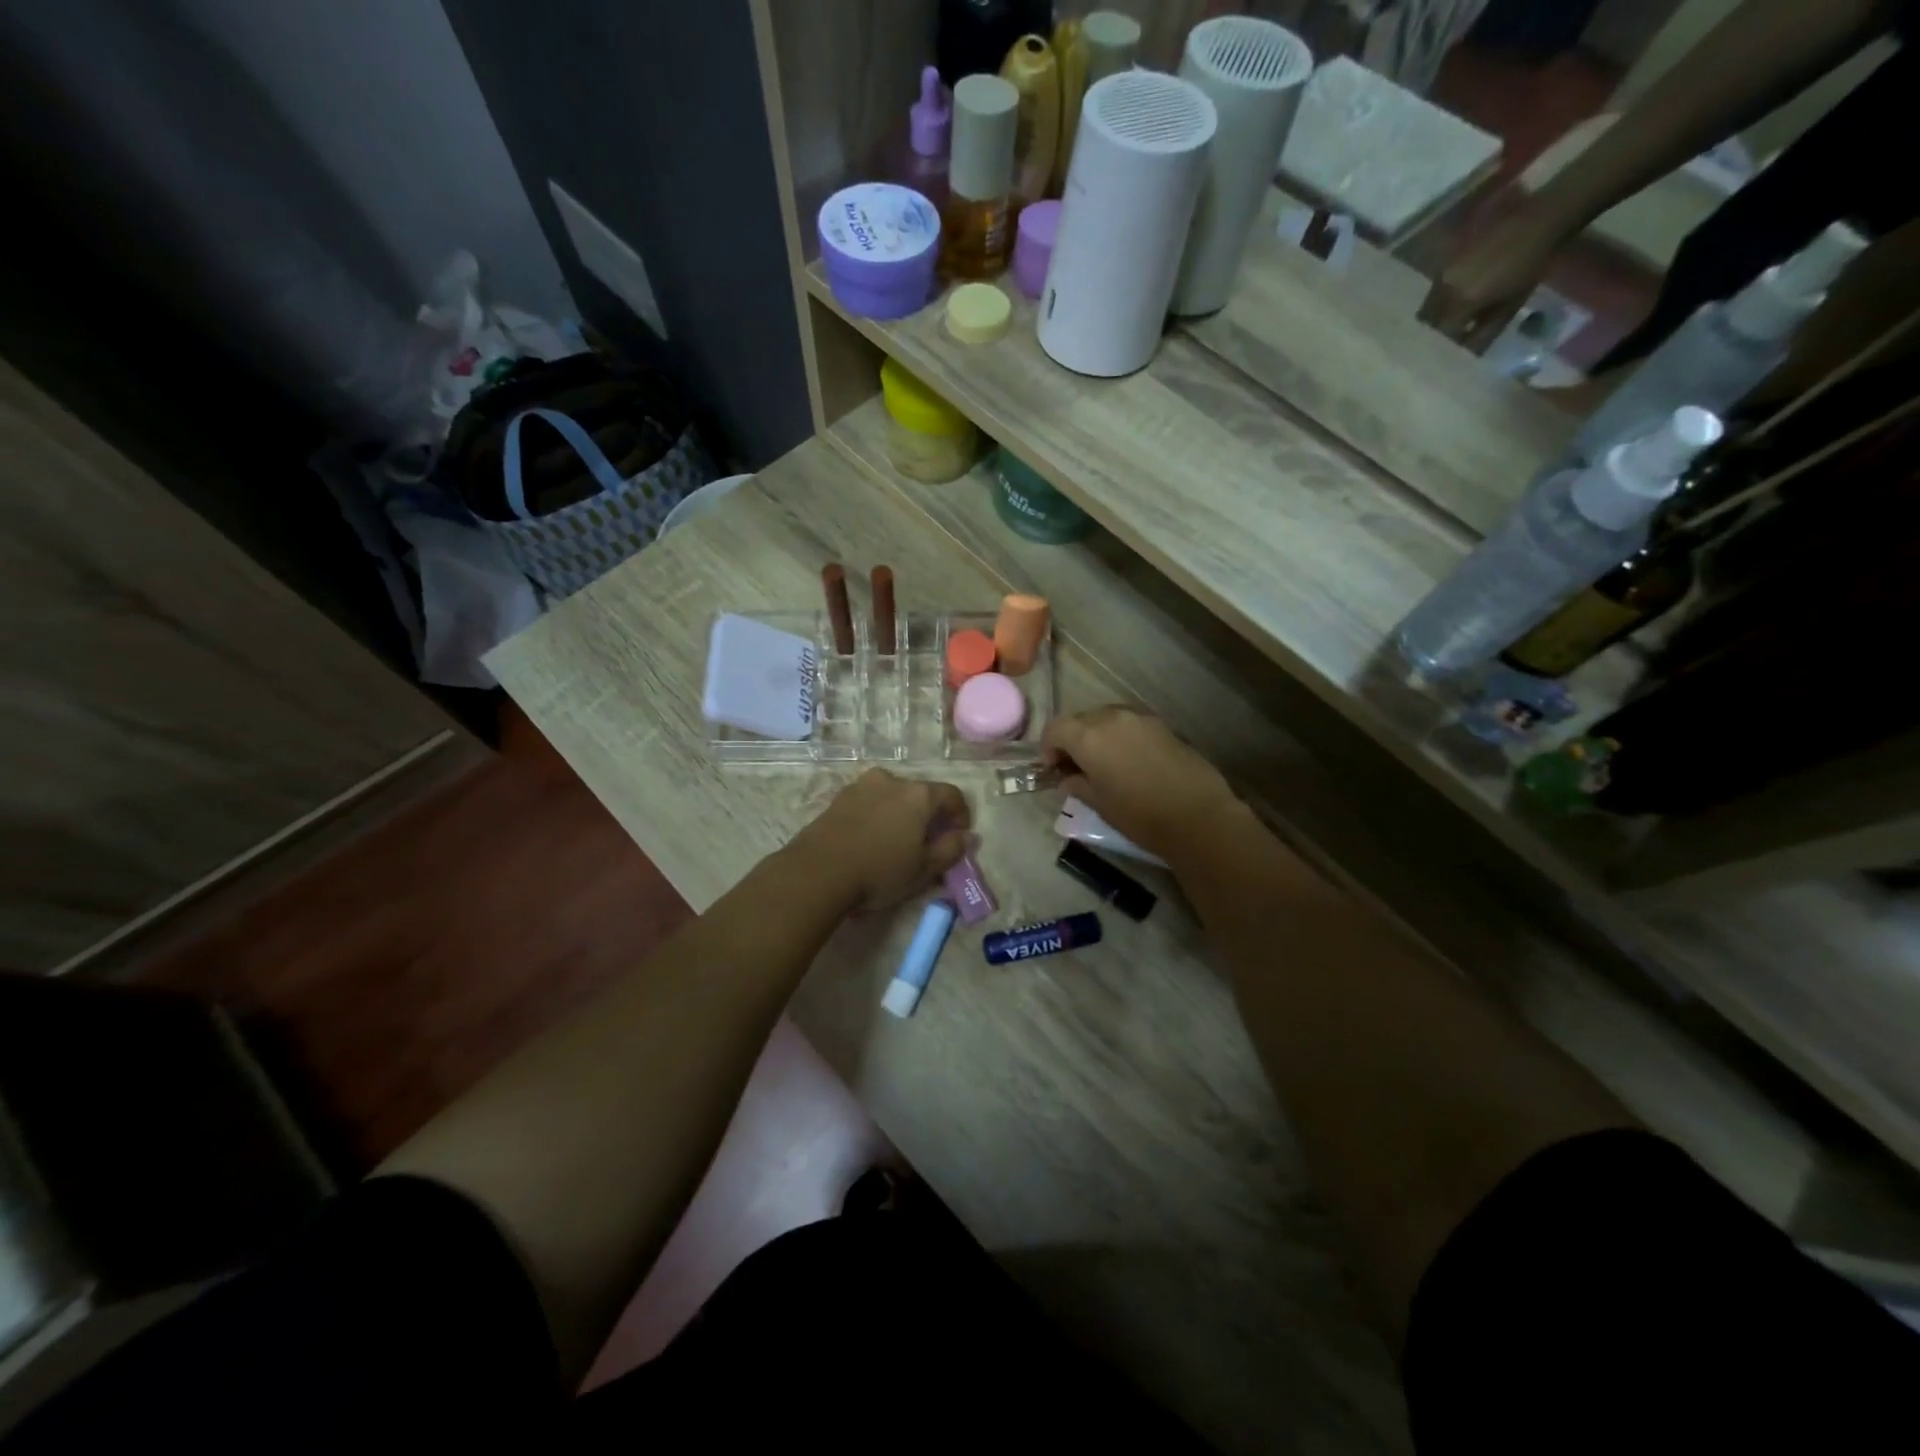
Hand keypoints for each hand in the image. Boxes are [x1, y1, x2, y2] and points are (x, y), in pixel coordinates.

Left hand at [791, 769, 969, 913]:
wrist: (817, 871)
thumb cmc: (879, 870)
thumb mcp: (924, 869)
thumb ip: (951, 850)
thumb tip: (967, 836)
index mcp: (919, 794)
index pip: (952, 795)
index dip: (961, 815)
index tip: (958, 836)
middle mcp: (892, 780)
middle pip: (921, 793)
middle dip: (929, 815)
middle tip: (927, 842)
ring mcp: (862, 785)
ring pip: (893, 796)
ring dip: (901, 814)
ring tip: (896, 841)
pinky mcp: (839, 797)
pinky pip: (869, 802)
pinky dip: (877, 815)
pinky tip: (871, 839)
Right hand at [1042, 706, 1241, 859]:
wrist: (1198, 816)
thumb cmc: (1140, 814)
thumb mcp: (1099, 804)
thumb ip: (1078, 785)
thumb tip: (1068, 779)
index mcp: (1089, 736)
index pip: (1056, 729)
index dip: (1048, 748)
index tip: (1052, 769)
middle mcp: (1112, 718)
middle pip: (1080, 720)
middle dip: (1071, 740)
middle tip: (1074, 767)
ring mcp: (1140, 718)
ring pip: (1105, 718)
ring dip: (1096, 735)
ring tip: (1102, 763)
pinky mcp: (1162, 725)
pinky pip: (1129, 724)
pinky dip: (1119, 736)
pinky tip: (1127, 761)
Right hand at [1418, 194, 1571, 353]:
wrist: (1540, 221)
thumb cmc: (1530, 267)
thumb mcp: (1509, 306)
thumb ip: (1483, 331)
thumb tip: (1466, 350)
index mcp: (1462, 301)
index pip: (1442, 332)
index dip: (1446, 342)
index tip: (1453, 347)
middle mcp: (1446, 287)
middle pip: (1427, 317)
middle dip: (1435, 327)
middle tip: (1448, 332)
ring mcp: (1445, 271)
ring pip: (1429, 301)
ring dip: (1437, 311)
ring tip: (1451, 312)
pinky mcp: (1449, 258)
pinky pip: (1437, 284)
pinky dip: (1442, 294)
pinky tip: (1457, 293)